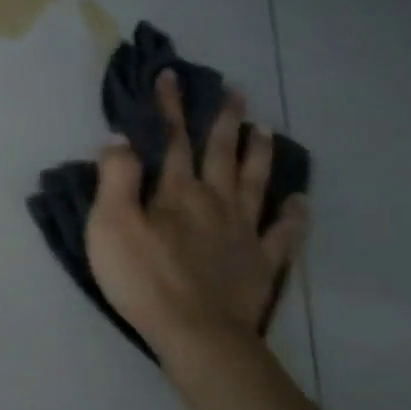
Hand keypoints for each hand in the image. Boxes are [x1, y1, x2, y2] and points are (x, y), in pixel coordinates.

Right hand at [84, 71, 306, 361]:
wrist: (196, 332)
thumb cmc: (144, 278)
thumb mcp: (110, 225)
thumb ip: (115, 180)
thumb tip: (120, 141)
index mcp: (177, 192)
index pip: (173, 140)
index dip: (170, 108)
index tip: (171, 77)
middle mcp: (215, 202)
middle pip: (221, 153)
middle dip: (224, 120)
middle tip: (235, 92)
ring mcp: (243, 232)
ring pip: (254, 183)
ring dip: (258, 154)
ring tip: (264, 130)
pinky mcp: (260, 263)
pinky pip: (282, 233)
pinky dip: (293, 215)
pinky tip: (300, 201)